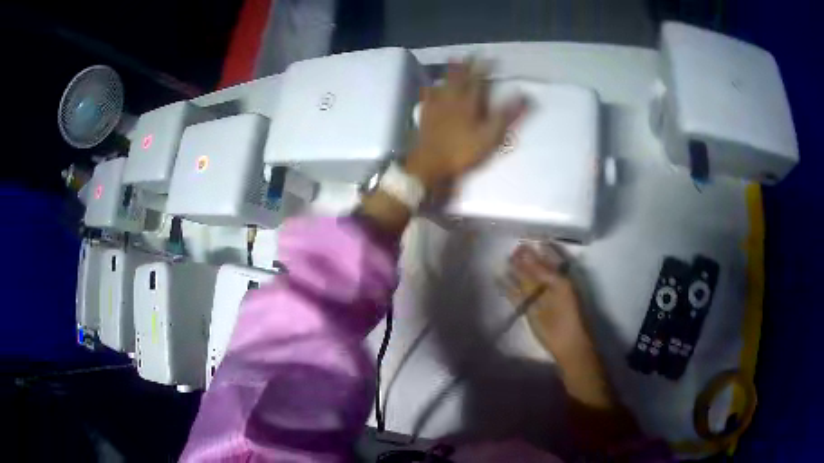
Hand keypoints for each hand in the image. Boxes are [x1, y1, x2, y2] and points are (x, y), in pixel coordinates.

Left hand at [404, 61, 527, 191]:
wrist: (431, 164)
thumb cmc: (464, 151)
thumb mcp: (491, 135)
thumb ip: (508, 114)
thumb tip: (526, 95)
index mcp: (469, 102)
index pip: (478, 80)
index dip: (484, 68)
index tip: (490, 57)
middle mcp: (452, 99)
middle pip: (458, 78)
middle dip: (465, 65)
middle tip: (468, 54)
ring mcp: (436, 107)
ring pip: (443, 83)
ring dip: (449, 72)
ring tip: (452, 61)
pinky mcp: (425, 116)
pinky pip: (428, 96)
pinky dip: (431, 88)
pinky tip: (429, 86)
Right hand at [503, 244, 588, 359]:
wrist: (568, 343)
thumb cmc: (570, 313)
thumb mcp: (560, 287)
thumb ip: (544, 271)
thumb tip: (528, 254)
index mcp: (561, 278)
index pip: (549, 259)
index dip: (540, 250)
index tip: (528, 239)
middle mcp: (549, 286)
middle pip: (535, 269)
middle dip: (525, 259)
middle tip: (514, 248)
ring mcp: (537, 298)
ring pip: (524, 281)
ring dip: (515, 271)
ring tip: (504, 259)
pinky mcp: (527, 311)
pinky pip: (515, 296)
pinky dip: (507, 287)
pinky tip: (498, 277)